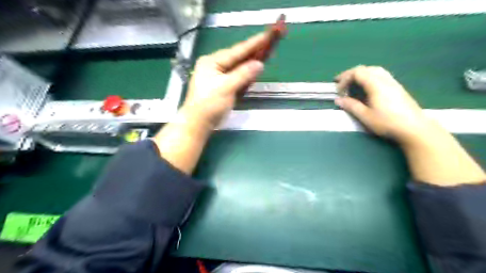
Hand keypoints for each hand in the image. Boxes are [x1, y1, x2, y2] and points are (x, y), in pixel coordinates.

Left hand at [180, 32, 266, 129]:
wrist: (198, 123)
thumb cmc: (209, 104)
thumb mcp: (226, 88)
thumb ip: (243, 75)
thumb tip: (259, 64)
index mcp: (212, 62)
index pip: (236, 51)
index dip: (253, 44)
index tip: (267, 35)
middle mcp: (214, 65)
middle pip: (237, 58)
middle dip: (253, 52)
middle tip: (269, 44)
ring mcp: (217, 76)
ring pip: (237, 67)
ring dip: (250, 62)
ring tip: (265, 53)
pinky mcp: (221, 86)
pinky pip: (236, 76)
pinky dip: (245, 74)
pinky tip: (253, 69)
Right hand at [335, 65, 436, 145]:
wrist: (414, 128)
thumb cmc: (388, 122)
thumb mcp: (366, 116)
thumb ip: (351, 106)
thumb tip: (338, 100)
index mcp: (376, 84)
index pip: (357, 72)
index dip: (345, 79)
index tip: (339, 91)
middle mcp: (385, 79)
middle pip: (365, 69)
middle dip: (351, 75)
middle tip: (341, 84)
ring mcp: (392, 82)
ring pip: (374, 70)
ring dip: (361, 75)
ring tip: (353, 84)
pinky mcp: (397, 87)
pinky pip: (380, 75)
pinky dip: (369, 77)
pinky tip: (367, 88)